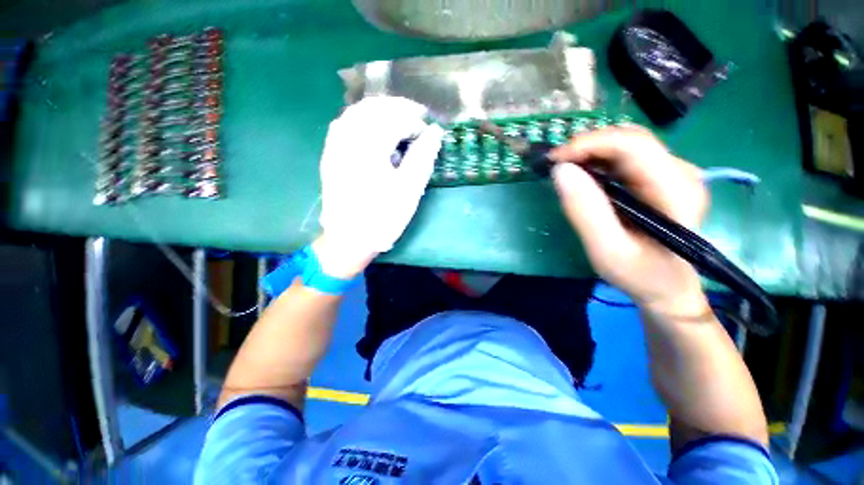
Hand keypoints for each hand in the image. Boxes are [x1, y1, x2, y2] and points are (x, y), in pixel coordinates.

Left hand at [317, 96, 444, 277]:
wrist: (349, 239)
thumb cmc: (383, 218)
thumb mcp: (409, 190)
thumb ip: (422, 157)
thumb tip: (435, 133)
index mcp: (369, 148)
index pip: (394, 119)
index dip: (414, 121)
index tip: (428, 131)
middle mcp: (348, 139)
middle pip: (373, 108)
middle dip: (397, 108)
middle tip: (416, 117)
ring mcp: (335, 146)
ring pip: (356, 112)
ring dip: (379, 110)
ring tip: (398, 118)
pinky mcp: (330, 155)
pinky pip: (344, 124)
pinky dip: (362, 118)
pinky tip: (372, 126)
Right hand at [550, 126, 709, 315]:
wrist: (667, 286)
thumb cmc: (640, 275)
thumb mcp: (606, 251)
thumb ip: (585, 211)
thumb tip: (561, 171)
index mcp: (676, 190)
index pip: (633, 145)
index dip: (590, 144)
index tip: (555, 160)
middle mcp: (680, 173)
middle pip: (630, 140)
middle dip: (587, 147)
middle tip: (556, 166)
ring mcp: (673, 173)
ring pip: (627, 146)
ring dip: (591, 154)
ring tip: (565, 172)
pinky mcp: (661, 178)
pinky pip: (626, 159)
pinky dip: (599, 162)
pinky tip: (583, 178)